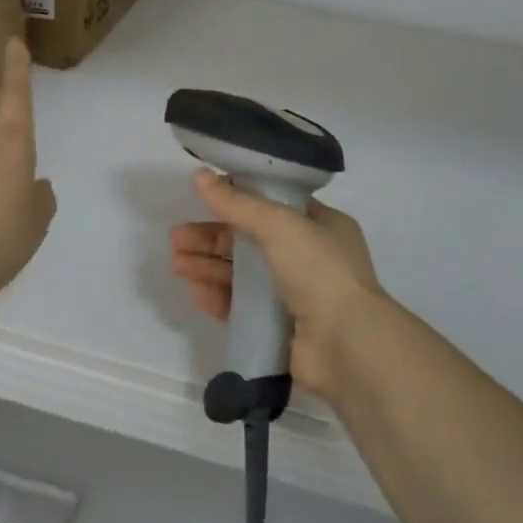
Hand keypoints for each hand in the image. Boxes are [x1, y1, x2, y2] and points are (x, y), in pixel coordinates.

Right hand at [169, 170, 384, 397]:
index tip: (205, 199)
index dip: (238, 200)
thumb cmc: (319, 271)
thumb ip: (237, 203)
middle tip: (177, 238)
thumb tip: (199, 176)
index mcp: (322, 225)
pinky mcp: (281, 330)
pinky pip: (243, 308)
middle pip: (250, 241)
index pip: (274, 205)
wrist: (346, 346)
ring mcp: (296, 295)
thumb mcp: (279, 224)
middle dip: (213, 238)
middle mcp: (311, 257)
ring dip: (209, 266)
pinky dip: (219, 297)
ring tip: (176, 264)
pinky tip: (195, 292)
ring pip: (243, 275)